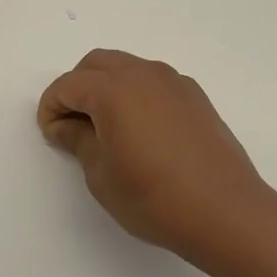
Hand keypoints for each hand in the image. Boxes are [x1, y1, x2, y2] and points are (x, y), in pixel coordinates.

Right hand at [37, 49, 273, 261]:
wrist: (226, 212)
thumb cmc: (153, 197)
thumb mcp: (101, 174)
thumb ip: (78, 140)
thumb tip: (65, 126)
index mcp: (113, 89)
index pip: (68, 85)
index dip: (51, 108)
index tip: (51, 135)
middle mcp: (143, 74)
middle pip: (96, 65)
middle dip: (77, 89)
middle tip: (73, 126)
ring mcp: (173, 82)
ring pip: (127, 68)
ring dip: (107, 87)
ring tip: (106, 128)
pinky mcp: (195, 97)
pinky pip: (153, 82)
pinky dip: (136, 94)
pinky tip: (140, 131)